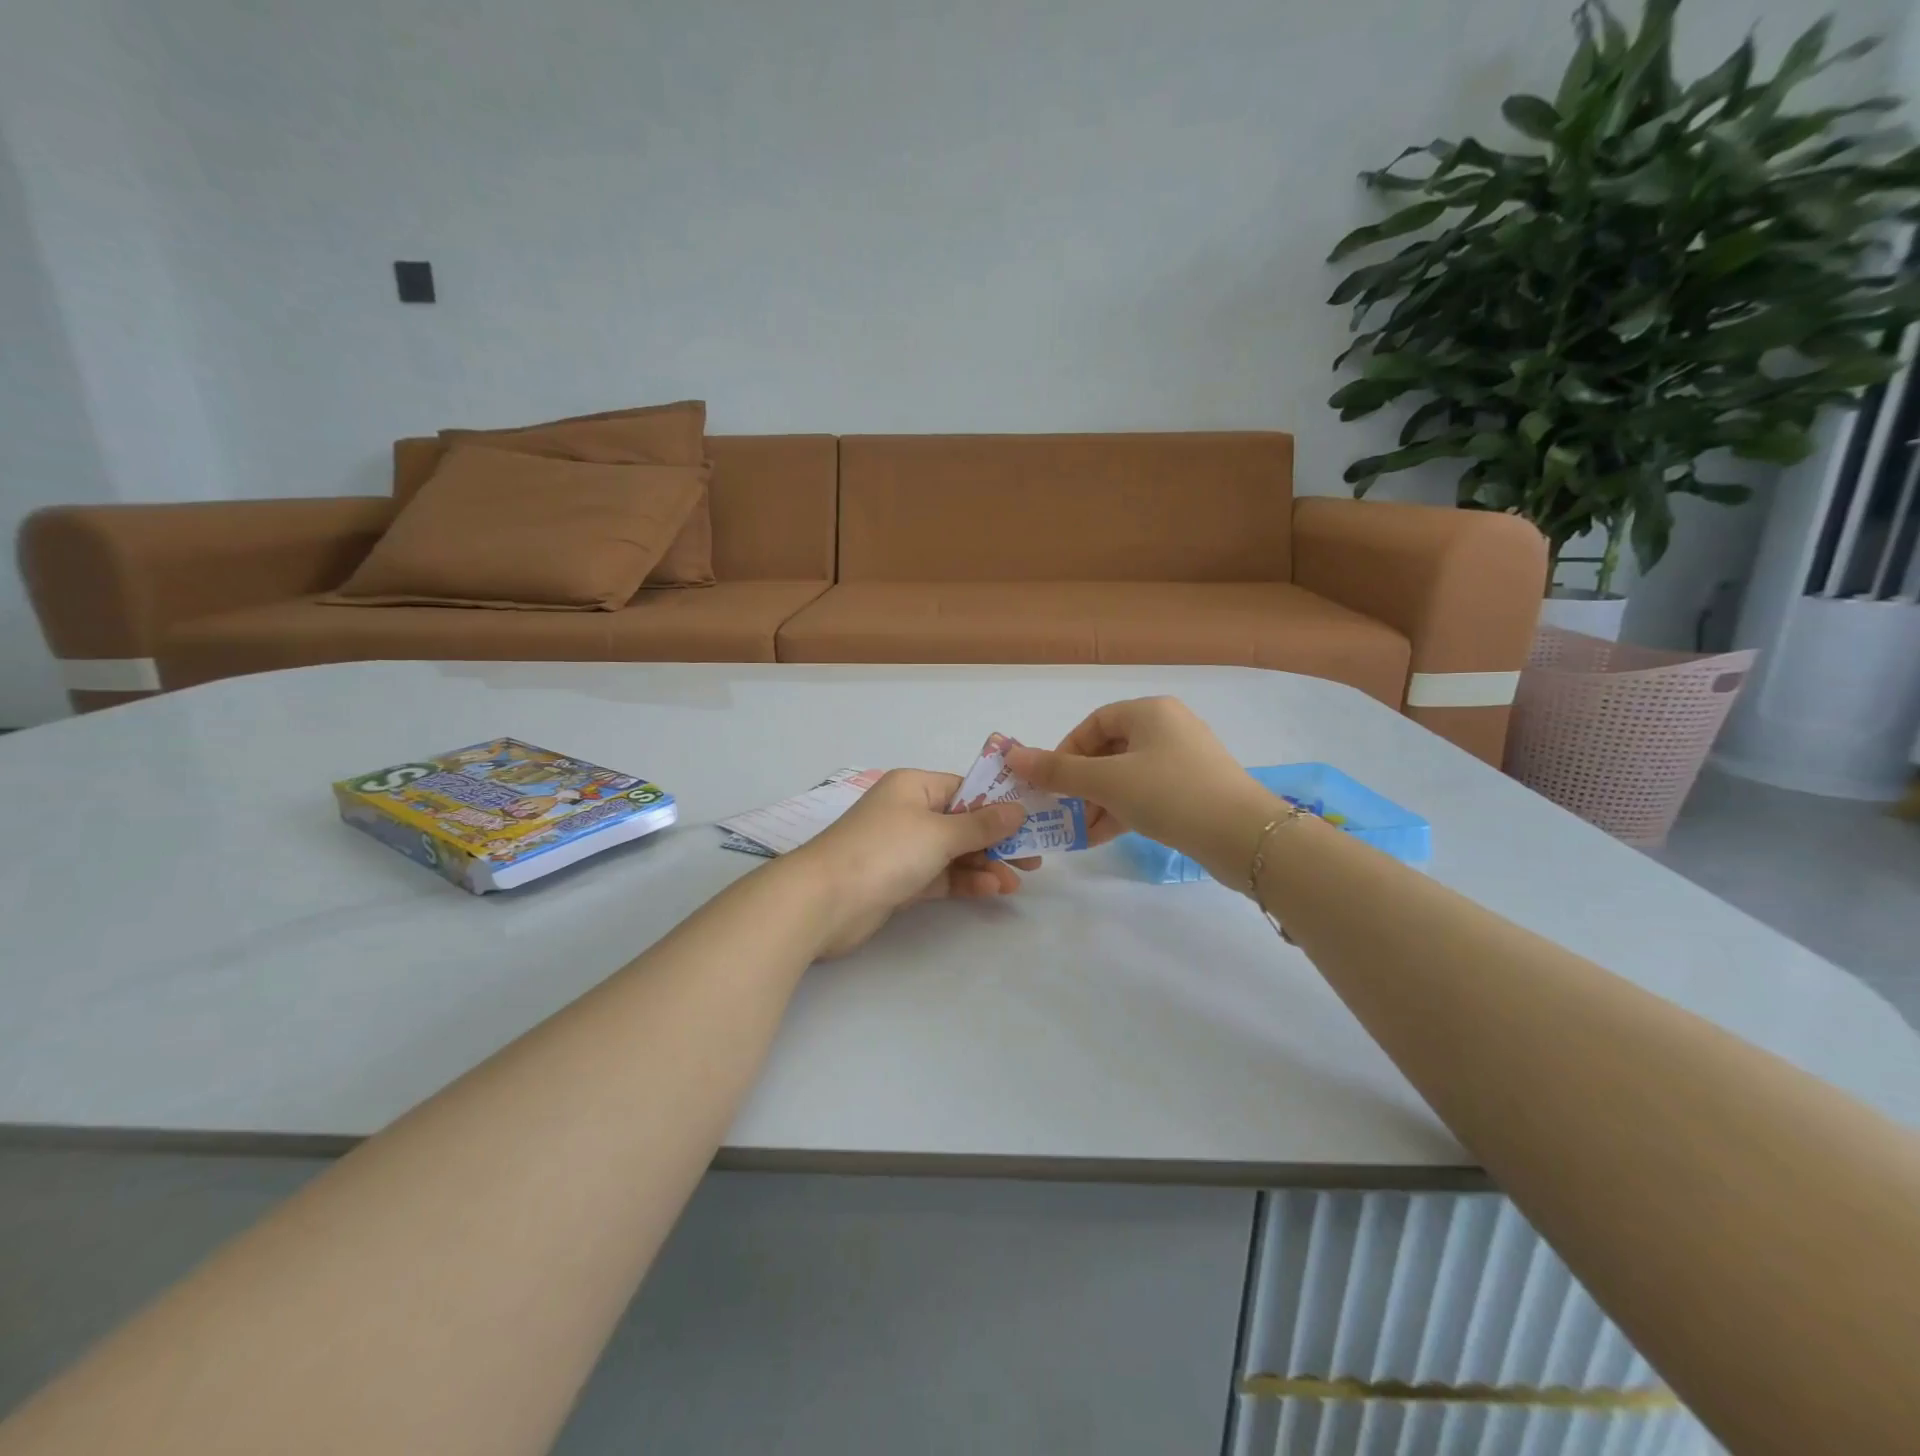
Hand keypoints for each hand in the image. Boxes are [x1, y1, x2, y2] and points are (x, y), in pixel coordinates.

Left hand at [791, 770, 1037, 957]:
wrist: (824, 901)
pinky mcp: (899, 881)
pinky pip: (940, 876)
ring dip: (985, 864)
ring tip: (1017, 881)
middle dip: (997, 840)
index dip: (1000, 804)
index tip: (1033, 820)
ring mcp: (903, 849)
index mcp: (915, 787)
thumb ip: (981, 825)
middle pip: (962, 822)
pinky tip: (992, 890)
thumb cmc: (885, 851)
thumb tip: (1017, 810)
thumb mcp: (939, 832)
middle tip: (1035, 858)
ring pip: (954, 852)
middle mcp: (909, 812)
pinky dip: (965, 881)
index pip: (965, 789)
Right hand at [1007, 697, 1275, 880]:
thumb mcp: (1107, 781)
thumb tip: (1013, 756)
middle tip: (1061, 809)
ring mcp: (1185, 759)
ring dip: (1099, 801)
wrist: (1243, 836)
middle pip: (1110, 750)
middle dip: (1081, 783)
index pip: (1095, 723)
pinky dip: (1124, 810)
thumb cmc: (1170, 794)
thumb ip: (1058, 771)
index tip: (1051, 781)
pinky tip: (1104, 836)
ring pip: (1128, 775)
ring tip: (1079, 831)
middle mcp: (1168, 727)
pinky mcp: (1196, 789)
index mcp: (1149, 711)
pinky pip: (1148, 793)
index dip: (1066, 750)